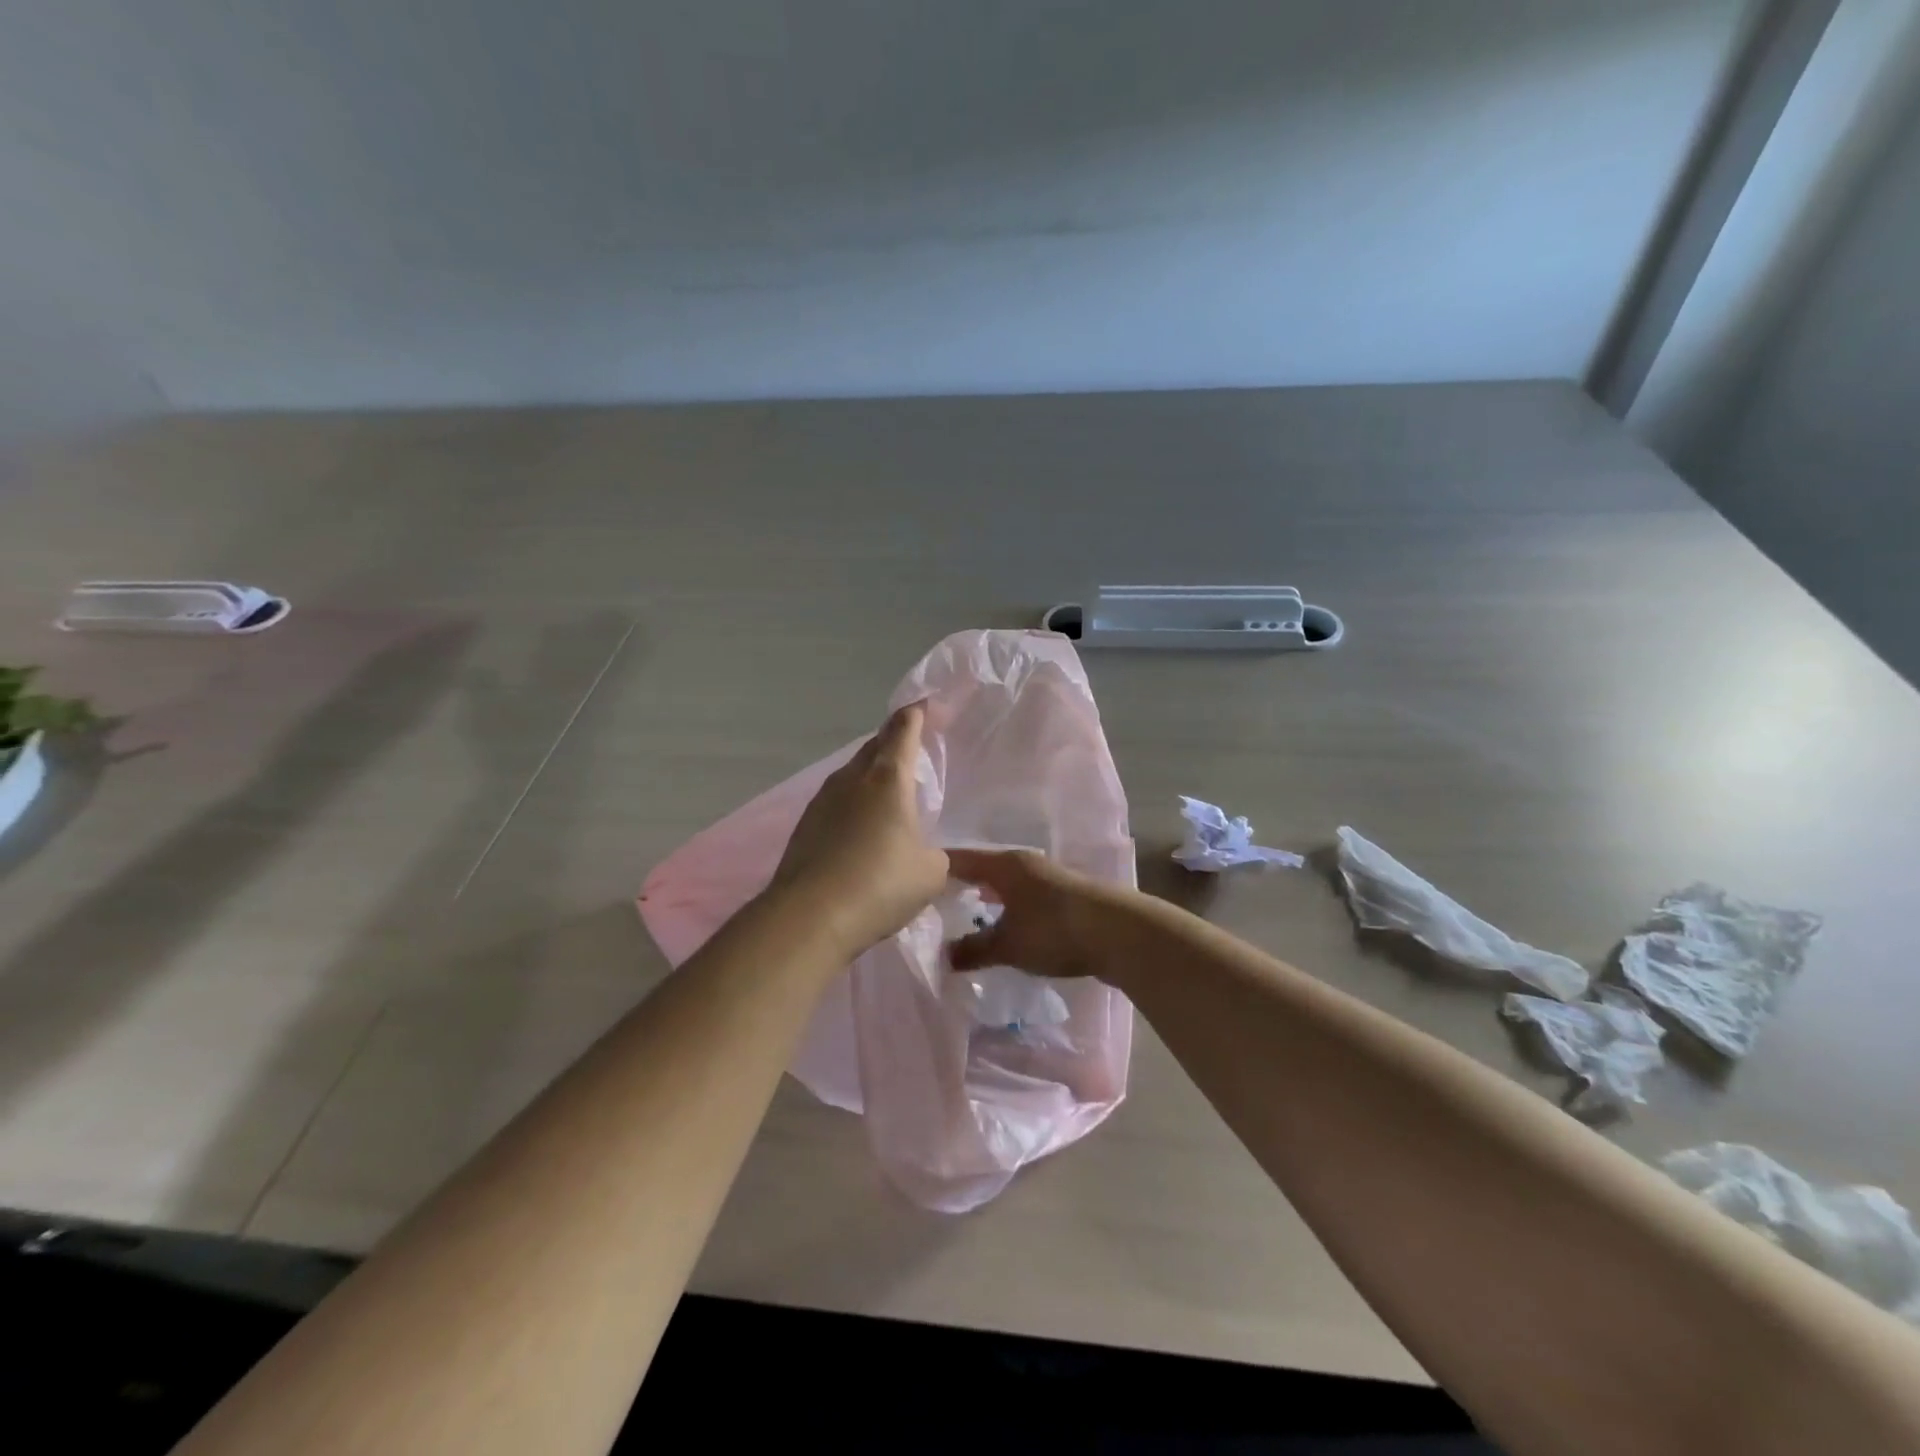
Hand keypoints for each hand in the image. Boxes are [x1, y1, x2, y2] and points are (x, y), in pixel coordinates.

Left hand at [765, 702, 950, 957]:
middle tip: (912, 746)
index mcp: (888, 778)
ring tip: (889, 789)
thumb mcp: (930, 873)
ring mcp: (822, 801)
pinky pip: (836, 800)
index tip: (926, 704)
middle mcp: (852, 779)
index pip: (903, 729)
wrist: (810, 916)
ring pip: (852, 773)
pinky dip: (853, 802)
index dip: (916, 713)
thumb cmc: (881, 884)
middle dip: (893, 740)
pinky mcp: (805, 826)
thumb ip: (938, 857)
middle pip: (874, 746)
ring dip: (871, 773)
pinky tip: (861, 826)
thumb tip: (930, 856)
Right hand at [946, 848, 1124, 981]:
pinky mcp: (1062, 895)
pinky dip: (1006, 906)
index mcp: (1004, 865)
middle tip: (933, 902)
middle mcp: (1024, 863)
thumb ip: (974, 949)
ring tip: (964, 913)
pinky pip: (1021, 895)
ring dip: (985, 896)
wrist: (1120, 933)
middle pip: (982, 869)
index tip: (911, 882)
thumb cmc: (1055, 930)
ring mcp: (1046, 877)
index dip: (935, 870)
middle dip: (959, 884)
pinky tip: (1003, 923)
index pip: (959, 860)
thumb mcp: (1008, 945)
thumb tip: (943, 956)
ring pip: (1004, 883)